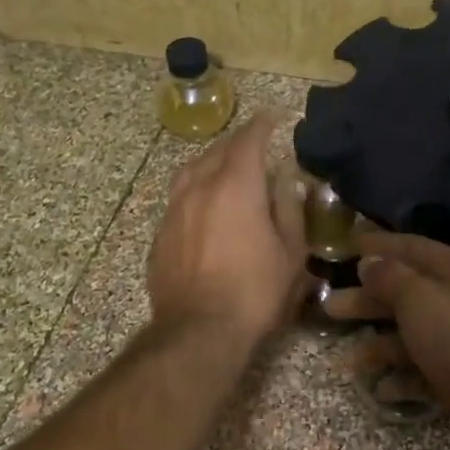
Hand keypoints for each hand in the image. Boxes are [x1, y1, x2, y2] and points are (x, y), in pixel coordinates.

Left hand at [148, 113, 306, 347]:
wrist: (198, 331)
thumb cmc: (255, 292)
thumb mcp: (290, 252)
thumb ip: (289, 208)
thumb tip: (286, 180)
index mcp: (235, 186)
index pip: (248, 140)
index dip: (262, 125)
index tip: (273, 117)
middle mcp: (199, 188)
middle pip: (217, 151)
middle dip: (237, 143)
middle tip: (254, 145)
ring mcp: (173, 211)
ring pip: (190, 172)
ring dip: (210, 164)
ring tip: (224, 171)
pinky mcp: (160, 236)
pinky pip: (178, 200)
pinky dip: (194, 193)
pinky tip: (204, 210)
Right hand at [324, 231, 449, 449]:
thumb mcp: (420, 300)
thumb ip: (390, 279)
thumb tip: (369, 262)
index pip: (409, 247)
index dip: (377, 245)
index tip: (344, 246)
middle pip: (404, 292)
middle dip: (367, 300)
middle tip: (330, 308)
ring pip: (410, 335)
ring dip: (379, 346)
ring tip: (350, 361)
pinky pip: (422, 372)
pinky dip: (401, 379)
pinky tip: (381, 389)